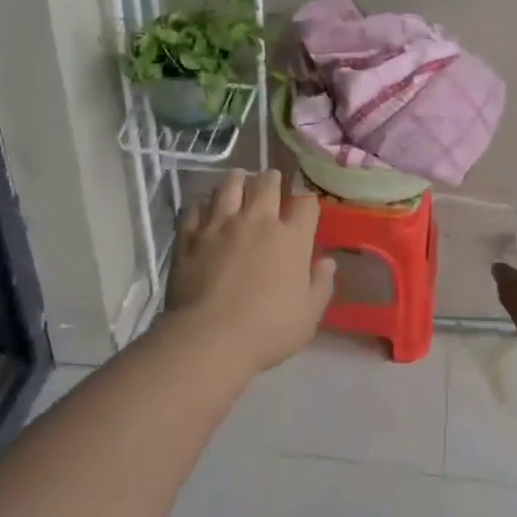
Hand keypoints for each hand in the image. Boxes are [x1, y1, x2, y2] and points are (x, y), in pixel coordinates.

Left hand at [167, 170, 336, 374]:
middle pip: (266, 183)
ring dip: (236, 181)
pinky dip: (201, 207)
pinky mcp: (190, 237)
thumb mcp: (308, 315)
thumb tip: (327, 262)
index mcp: (291, 238)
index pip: (306, 204)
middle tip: (270, 182)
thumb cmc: (268, 330)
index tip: (304, 208)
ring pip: (228, 185)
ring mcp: (220, 225)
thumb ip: (321, 285)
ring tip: (237, 182)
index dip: (307, 202)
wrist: (210, 338)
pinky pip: (194, 209)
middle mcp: (257, 221)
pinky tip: (203, 212)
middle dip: (271, 179)